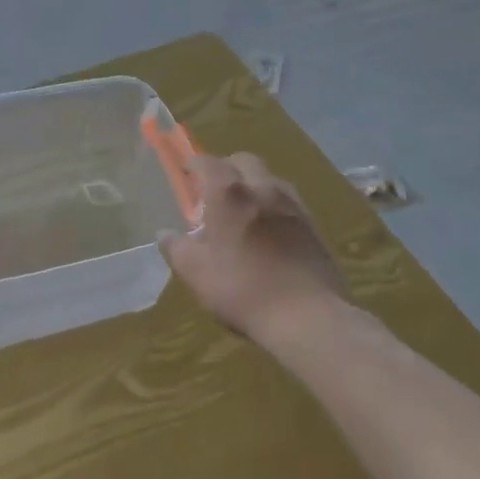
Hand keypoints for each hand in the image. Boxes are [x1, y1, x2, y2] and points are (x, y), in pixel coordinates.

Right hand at [159, 153, 348, 345]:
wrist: (307, 317)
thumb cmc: (242, 289)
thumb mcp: (195, 273)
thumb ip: (176, 248)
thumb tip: (165, 234)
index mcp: (228, 192)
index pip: (207, 162)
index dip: (194, 165)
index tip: (186, 175)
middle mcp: (262, 187)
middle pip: (243, 161)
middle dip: (227, 168)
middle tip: (215, 193)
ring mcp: (292, 205)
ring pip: (270, 179)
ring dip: (254, 185)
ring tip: (245, 212)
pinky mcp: (314, 226)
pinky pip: (289, 203)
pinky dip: (275, 207)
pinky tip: (271, 234)